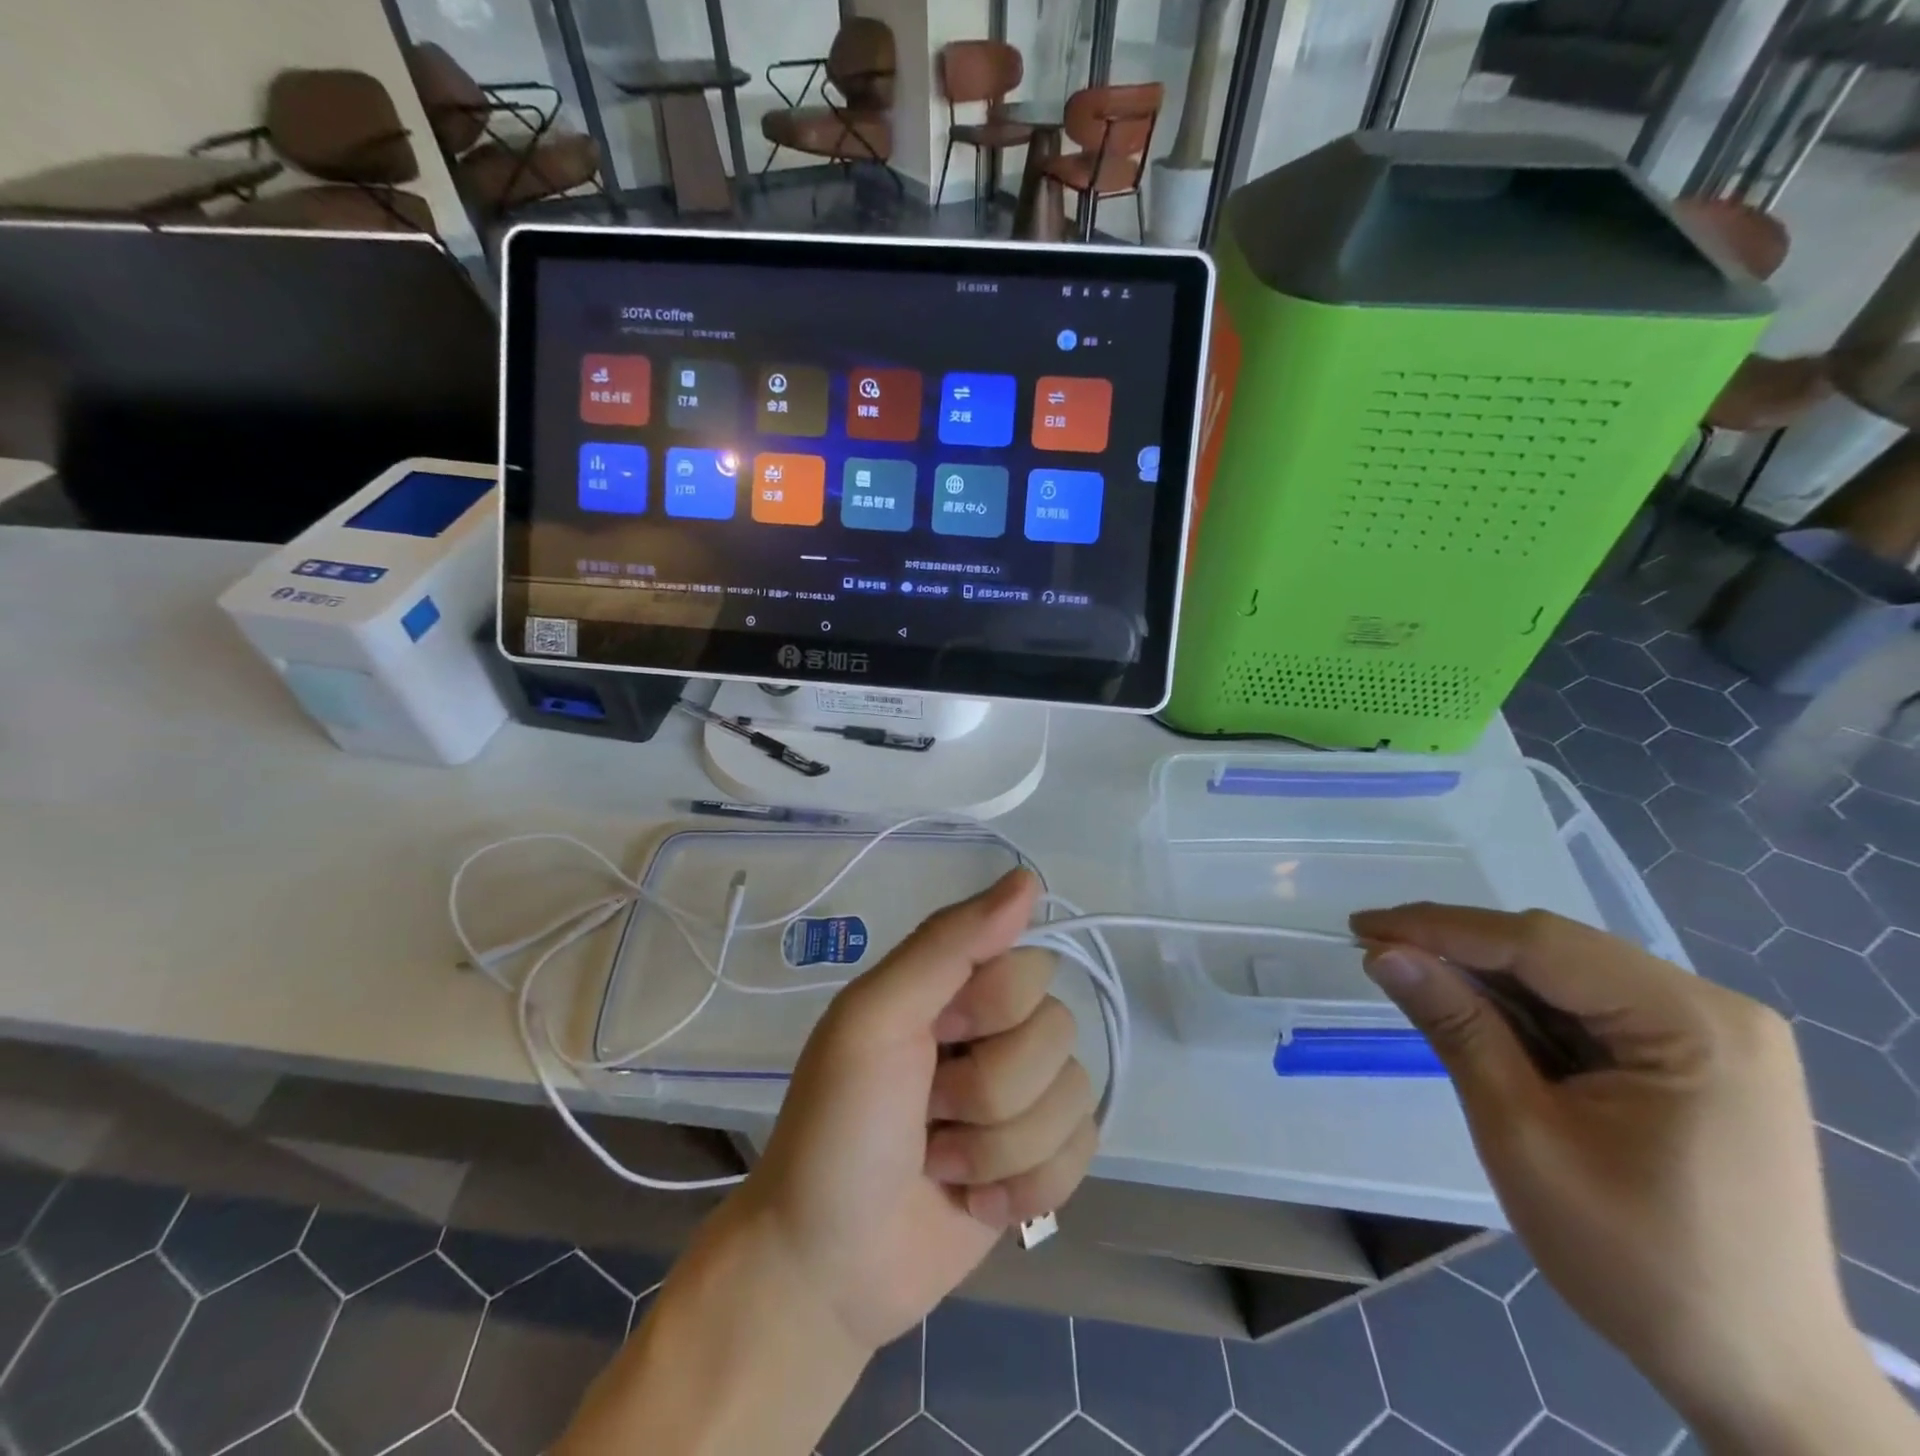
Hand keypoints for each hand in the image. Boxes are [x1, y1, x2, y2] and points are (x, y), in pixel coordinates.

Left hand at [732, 867, 1097, 1352]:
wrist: (828, 1267)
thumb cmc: (839, 1129)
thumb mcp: (875, 1018)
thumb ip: (947, 943)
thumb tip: (1028, 878)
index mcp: (954, 986)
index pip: (1030, 964)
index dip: (992, 1010)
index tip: (937, 1037)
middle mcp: (994, 1030)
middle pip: (1058, 1030)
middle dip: (990, 1089)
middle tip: (928, 1111)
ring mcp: (1021, 1097)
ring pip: (1074, 1095)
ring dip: (1002, 1147)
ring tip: (943, 1162)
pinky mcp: (1041, 1160)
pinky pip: (1083, 1150)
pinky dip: (1027, 1187)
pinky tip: (975, 1200)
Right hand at [1351, 905, 1913, 1453]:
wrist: (1752, 1374)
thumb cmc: (1635, 1260)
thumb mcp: (1521, 1134)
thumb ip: (1455, 1028)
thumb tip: (1382, 953)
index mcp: (1694, 1026)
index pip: (1541, 944)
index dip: (1442, 927)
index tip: (1362, 927)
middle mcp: (1714, 1012)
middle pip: (1557, 950)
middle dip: (1460, 948)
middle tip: (1377, 949)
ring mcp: (1710, 1035)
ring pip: (1567, 974)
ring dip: (1486, 976)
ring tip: (1411, 975)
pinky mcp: (1694, 1060)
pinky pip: (1587, 1008)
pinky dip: (1521, 1008)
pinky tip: (1472, 1012)